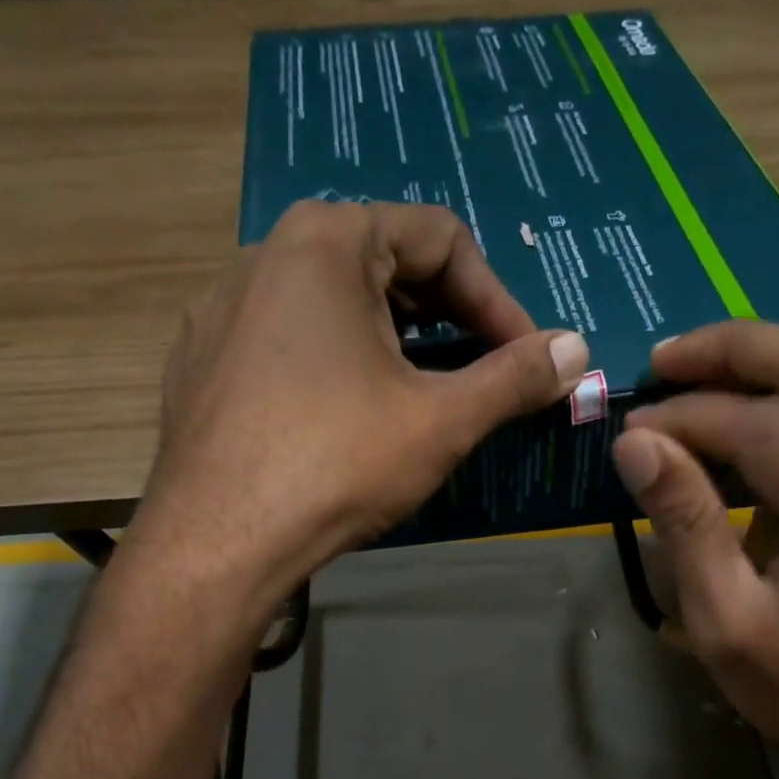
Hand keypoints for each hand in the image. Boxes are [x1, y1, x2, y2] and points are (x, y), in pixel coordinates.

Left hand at [133, 201, 588, 608]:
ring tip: (419, 396)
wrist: (220, 540)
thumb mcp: (441, 421)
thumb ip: (514, 378)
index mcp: (327, 241)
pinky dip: (333, 364)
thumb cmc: (337, 464)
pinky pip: (286, 341)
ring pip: (332, 304)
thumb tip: (577, 349)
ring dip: (392, 342)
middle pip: (384, 264)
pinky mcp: (202, 360)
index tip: (527, 357)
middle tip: (480, 375)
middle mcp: (266, 253)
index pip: (441, 239)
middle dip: (446, 318)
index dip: (498, 300)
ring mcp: (223, 307)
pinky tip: (343, 418)